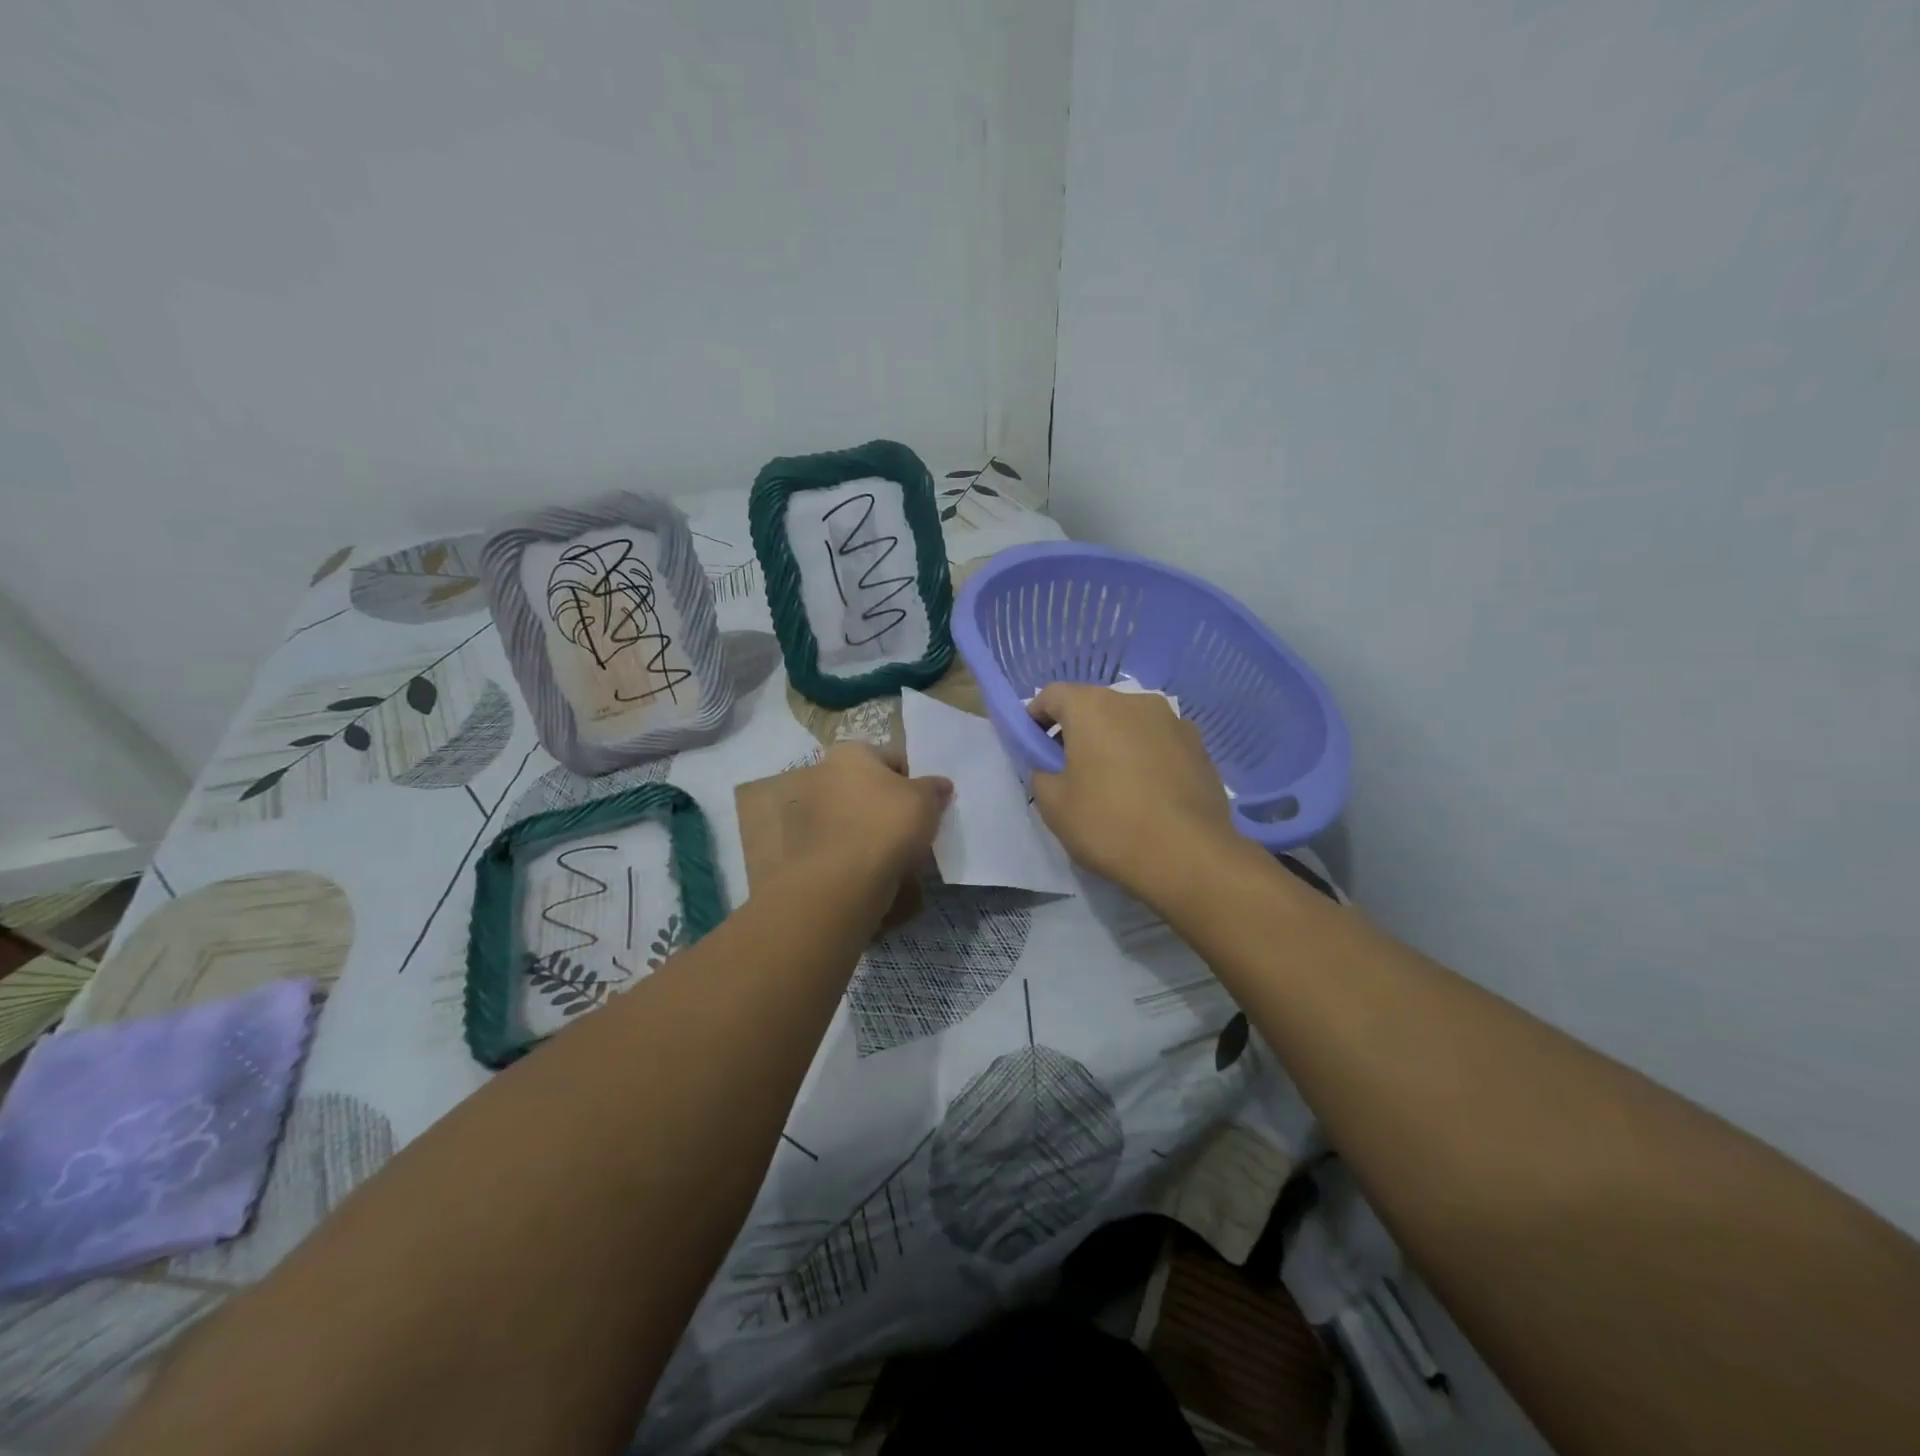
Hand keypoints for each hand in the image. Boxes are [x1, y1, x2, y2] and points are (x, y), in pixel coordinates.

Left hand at [766, 744, 951, 917]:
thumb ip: (935, 788)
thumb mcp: (926, 800)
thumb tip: (941, 785)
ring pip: (851, 814)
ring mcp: (807, 810)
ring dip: (868, 826)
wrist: (845, 878)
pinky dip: (854, 848)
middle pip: (866, 785)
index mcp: (849, 753)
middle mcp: (821, 773)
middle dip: (886, 802)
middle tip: (909, 827)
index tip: (925, 805)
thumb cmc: (888, 824)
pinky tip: (872, 864)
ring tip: (892, 850)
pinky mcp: (802, 844)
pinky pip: (839, 840)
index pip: (892, 759)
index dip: (914, 781)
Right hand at [1027, 683, 1242, 903]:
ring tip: (1113, 784)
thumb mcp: (1053, 806)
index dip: (1036, 717)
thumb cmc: (1109, 824)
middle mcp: (1134, 701)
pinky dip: (1146, 757)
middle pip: (1093, 706)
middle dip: (1077, 730)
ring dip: (1114, 742)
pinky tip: (1147, 793)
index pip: (1052, 695)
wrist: (1188, 855)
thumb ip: (1042, 774)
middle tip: (1069, 769)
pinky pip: (1159, 742)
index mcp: (1092, 707)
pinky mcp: (1199, 746)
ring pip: (1129, 723)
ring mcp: (1173, 721)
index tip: (1033, 747)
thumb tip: (1052, 768)